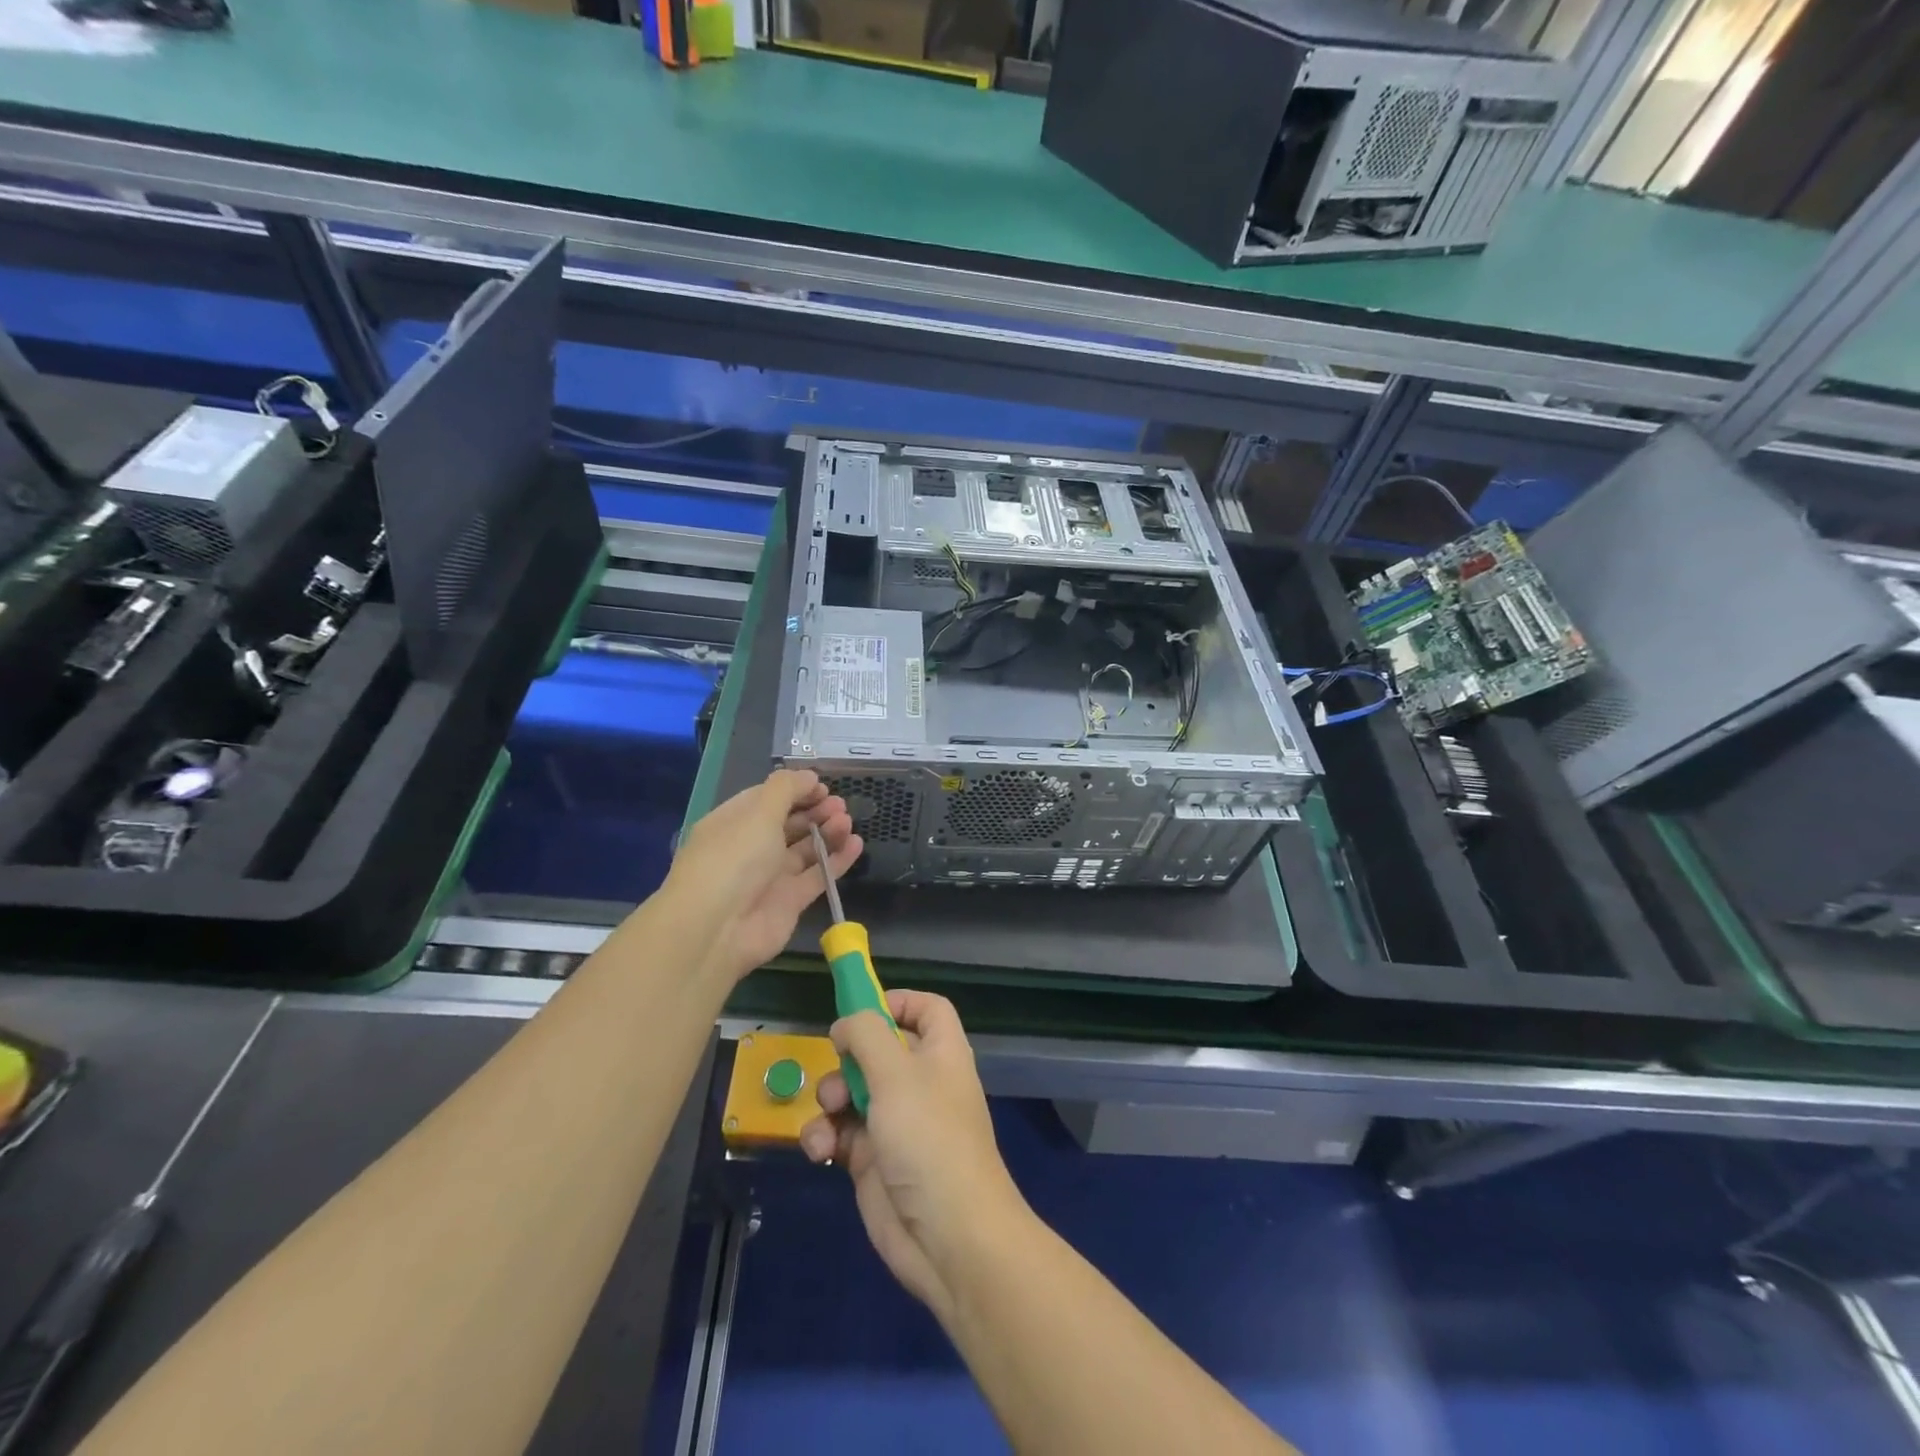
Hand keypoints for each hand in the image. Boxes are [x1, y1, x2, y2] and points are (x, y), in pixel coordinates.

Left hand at [667, 769, 862, 984]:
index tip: (822, 786)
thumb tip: (809, 776)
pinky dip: (837, 860)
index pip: (766, 799)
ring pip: (805, 849)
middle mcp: (750, 848)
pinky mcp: (790, 901)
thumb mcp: (758, 813)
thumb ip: (786, 789)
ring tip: (847, 821)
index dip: (794, 790)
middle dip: (814, 811)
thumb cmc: (734, 859)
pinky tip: (856, 844)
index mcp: (733, 823)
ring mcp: (770, 876)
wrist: (717, 929)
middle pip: (788, 823)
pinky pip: (818, 875)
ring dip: (827, 832)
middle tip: (839, 804)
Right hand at [800, 990, 1028, 1318]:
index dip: (897, 1002)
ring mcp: (896, 1122)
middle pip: (879, 1049)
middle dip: (849, 1057)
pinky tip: (821, 1150)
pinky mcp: (873, 1160)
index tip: (861, 1010)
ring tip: (829, 1116)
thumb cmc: (929, 1139)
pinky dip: (825, 1136)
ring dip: (830, 1099)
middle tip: (838, 1069)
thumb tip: (846, 1025)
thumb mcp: (896, 1073)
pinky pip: (840, 1132)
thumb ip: (866, 1035)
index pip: (927, 1009)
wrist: (948, 1238)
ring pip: (852, 1091)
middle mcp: (920, 1082)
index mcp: (941, 1053)